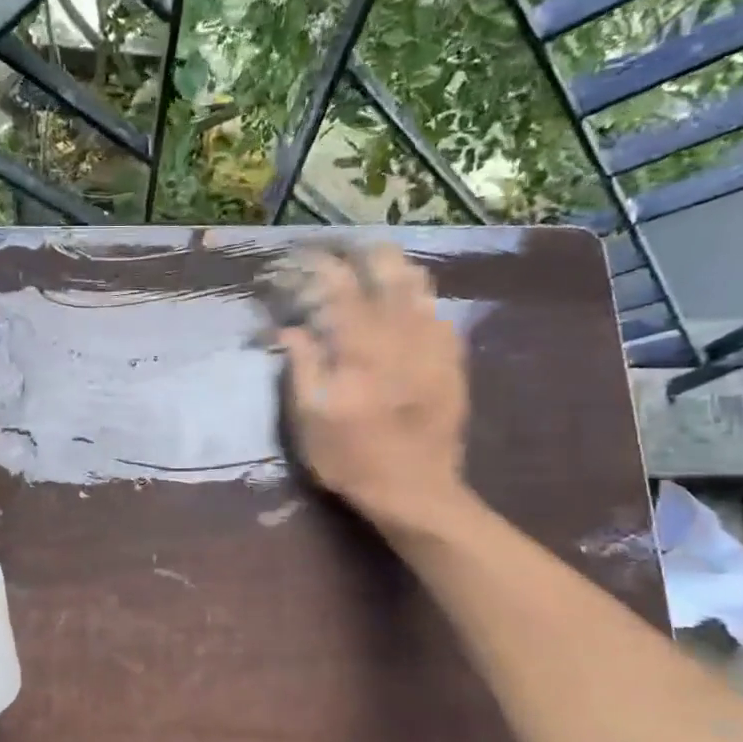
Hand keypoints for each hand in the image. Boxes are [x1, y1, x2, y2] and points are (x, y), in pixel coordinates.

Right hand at [273, 243, 468, 533]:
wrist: (416, 492)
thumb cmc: (351, 459)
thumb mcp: (309, 419)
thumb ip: (302, 366)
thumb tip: (290, 328)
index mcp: (360, 346)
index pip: (338, 286)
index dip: (317, 265)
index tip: (298, 257)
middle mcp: (401, 334)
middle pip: (387, 271)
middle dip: (363, 252)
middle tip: (343, 249)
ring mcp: (433, 345)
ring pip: (419, 286)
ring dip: (395, 268)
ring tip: (377, 265)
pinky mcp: (452, 362)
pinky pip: (439, 314)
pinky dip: (419, 301)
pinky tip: (408, 307)